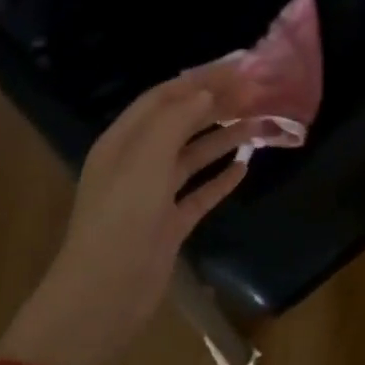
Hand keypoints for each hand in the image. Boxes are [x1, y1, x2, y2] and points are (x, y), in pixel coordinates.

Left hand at [0, 78, 247, 364]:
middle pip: (180, 124)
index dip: (200, 80)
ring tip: (259, 126)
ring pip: (193, 157)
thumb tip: (205, 92)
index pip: (163, 98)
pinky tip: (244, 168)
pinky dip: (220, 179)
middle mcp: (137, 163)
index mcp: (123, 142)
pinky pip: (199, 194)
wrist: (105, 294)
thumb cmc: (122, 222)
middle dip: (215, 106)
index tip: (239, 69)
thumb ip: (174, 122)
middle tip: (257, 95)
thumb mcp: (145, 162)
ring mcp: (154, 196)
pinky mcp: (169, 225)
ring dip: (223, 139)